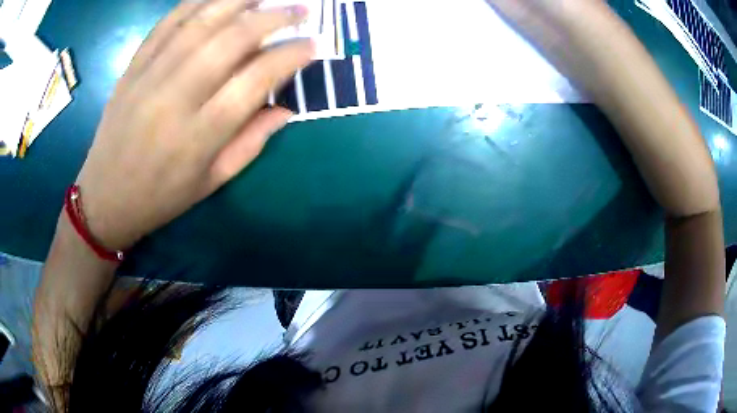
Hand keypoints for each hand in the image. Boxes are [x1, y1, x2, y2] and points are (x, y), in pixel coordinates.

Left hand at [74, 0, 313, 250]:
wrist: (105, 196)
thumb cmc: (161, 196)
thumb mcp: (212, 181)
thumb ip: (252, 142)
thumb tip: (288, 108)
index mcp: (200, 134)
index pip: (255, 79)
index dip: (289, 56)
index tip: (312, 44)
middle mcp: (176, 96)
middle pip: (232, 39)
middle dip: (274, 17)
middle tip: (300, 10)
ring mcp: (150, 75)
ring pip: (201, 21)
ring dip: (240, 0)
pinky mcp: (134, 67)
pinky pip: (168, 23)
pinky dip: (197, 2)